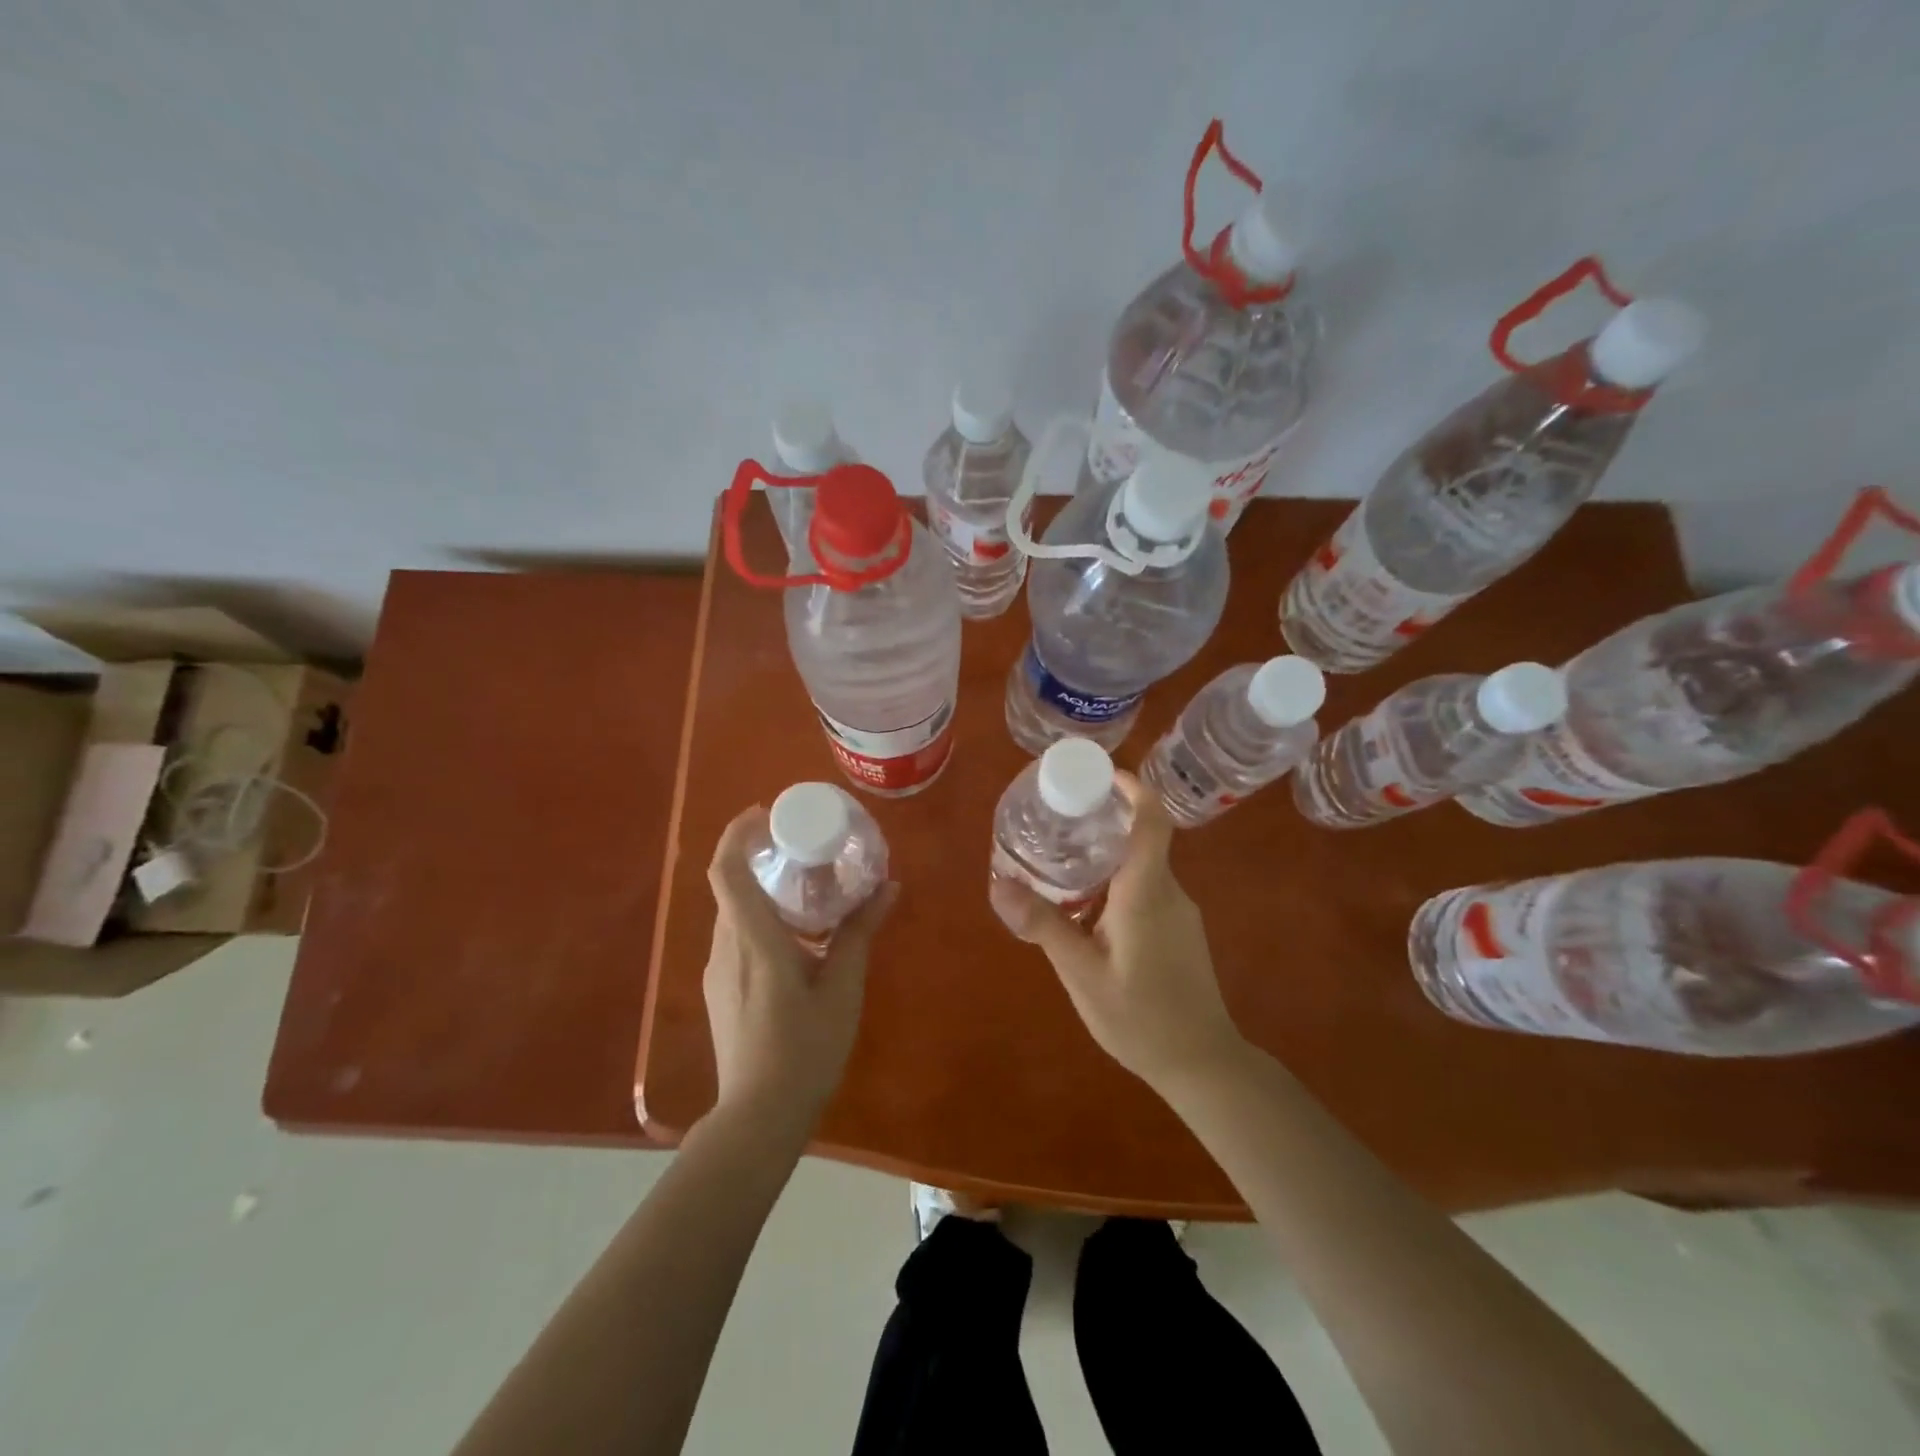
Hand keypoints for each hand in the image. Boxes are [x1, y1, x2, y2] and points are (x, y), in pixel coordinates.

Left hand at [703, 807, 897, 1131]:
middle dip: (758, 858)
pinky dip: (759, 919)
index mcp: (753, 940)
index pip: (726, 870)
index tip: (764, 813)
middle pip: (730, 886)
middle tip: (800, 847)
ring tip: (804, 889)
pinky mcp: (719, 991)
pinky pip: (735, 938)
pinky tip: (794, 938)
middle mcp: (725, 947)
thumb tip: (888, 887)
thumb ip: (860, 932)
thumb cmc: (804, 1048)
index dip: (737, 833)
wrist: (758, 1117)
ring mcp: (717, 971)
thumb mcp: (842, 987)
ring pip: (733, 913)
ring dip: (761, 891)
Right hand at [990, 772, 1245, 1092]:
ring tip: (1062, 863)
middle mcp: (1169, 891)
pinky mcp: (1180, 929)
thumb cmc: (1141, 1017)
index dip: (1132, 788)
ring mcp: (1179, 911)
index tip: (1099, 774)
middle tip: (1057, 819)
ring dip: (1107, 855)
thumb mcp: (1082, 974)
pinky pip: (1147, 887)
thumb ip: (1044, 926)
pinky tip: (1087, 908)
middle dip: (1103, 821)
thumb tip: (998, 883)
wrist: (1202, 1063)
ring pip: (1142, 865)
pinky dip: (1117, 881)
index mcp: (1146, 892)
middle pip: (1141, 837)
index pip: (1152, 821)